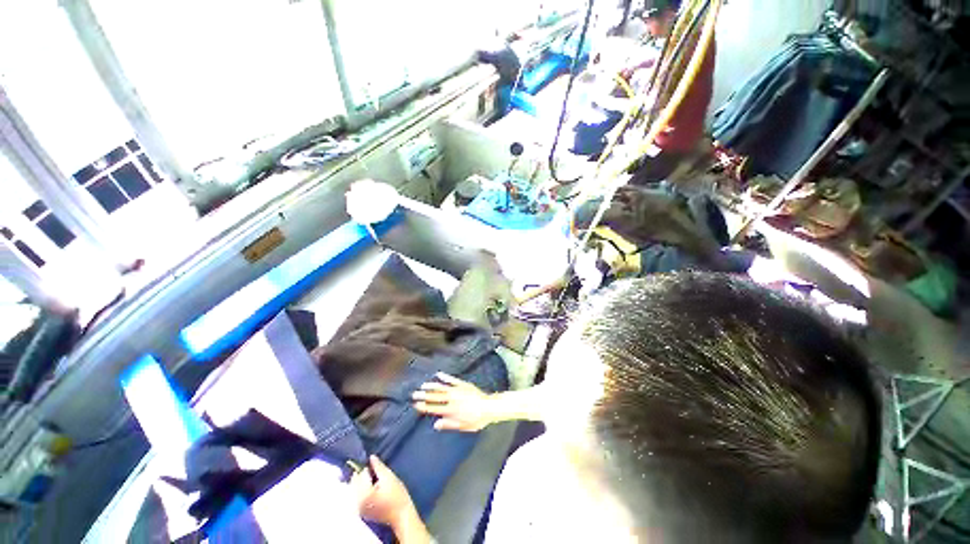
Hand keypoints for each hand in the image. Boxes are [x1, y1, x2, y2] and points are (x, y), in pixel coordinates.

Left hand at [351, 455, 415, 527]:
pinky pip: (356, 496)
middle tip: (374, 471)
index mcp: (364, 493)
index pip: (361, 473)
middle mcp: (357, 501)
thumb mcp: (389, 477)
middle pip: (354, 482)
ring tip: (373, 478)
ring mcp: (358, 507)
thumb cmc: (397, 495)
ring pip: (354, 488)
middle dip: (362, 474)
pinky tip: (371, 487)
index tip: (376, 466)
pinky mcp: (361, 511)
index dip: (368, 467)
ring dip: (360, 481)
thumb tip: (371, 457)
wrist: (401, 514)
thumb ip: (378, 466)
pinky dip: (360, 489)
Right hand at [412, 372, 494, 431]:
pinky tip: (438, 374)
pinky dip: (445, 376)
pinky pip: (452, 379)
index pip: (434, 408)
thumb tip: (436, 424)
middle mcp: (453, 399)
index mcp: (452, 410)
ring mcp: (458, 390)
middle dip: (424, 395)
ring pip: (442, 387)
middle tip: (414, 394)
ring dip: (432, 386)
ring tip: (423, 385)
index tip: (416, 405)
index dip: (424, 406)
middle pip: (436, 396)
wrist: (489, 407)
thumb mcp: (463, 426)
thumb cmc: (477, 419)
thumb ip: (449, 424)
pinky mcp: (463, 384)